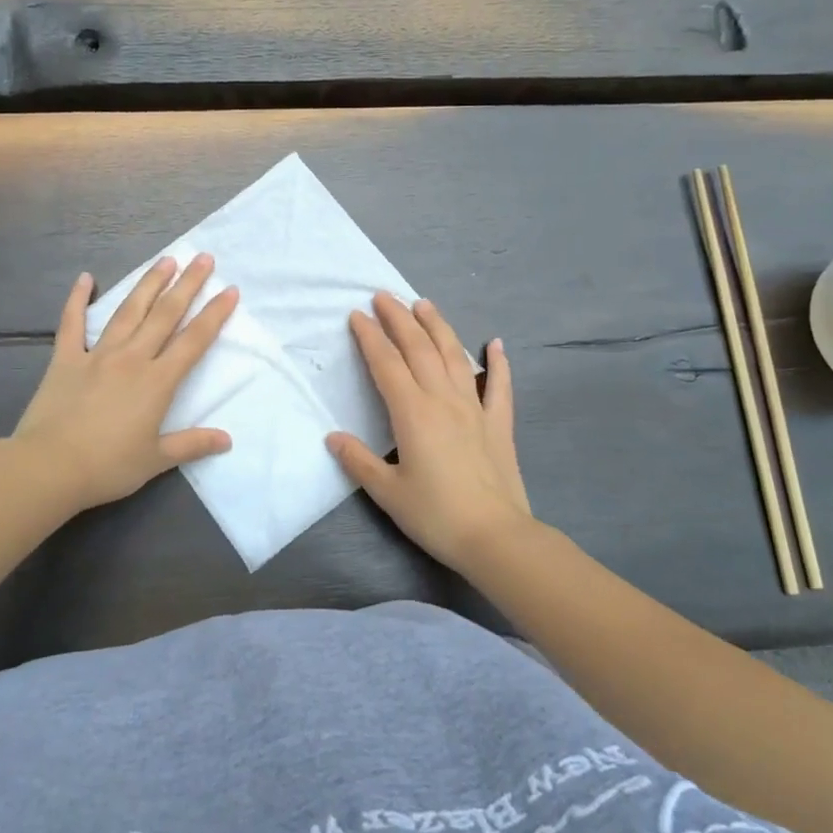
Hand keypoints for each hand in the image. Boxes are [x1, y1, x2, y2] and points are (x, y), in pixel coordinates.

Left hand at [10, 255, 237, 514]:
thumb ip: (192, 444)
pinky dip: (77, 299)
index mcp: (157, 381)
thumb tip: (227, 440)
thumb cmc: (108, 466)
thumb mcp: (156, 460)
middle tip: (203, 258)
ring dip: (149, 284)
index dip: (214, 314)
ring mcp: (97, 354)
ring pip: (128, 311)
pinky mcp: (66, 358)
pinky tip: (85, 278)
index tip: (230, 290)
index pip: (194, 341)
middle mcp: (132, 358)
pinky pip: (72, 323)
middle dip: (187, 284)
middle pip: (165, 314)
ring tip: (165, 260)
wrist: (49, 467)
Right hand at [327, 293, 532, 573]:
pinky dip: (499, 362)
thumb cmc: (435, 514)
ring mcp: (475, 408)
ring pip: (455, 356)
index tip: (357, 315)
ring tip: (424, 304)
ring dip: (438, 327)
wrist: (494, 536)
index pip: (386, 364)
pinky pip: (500, 386)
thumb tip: (332, 436)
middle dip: (399, 319)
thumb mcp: (387, 492)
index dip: (370, 337)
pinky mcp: (499, 424)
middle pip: (419, 349)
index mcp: (412, 413)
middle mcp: (443, 399)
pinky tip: (496, 343)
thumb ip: (359, 461)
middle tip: (383, 296)